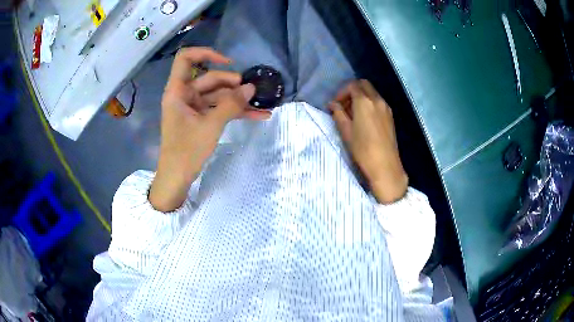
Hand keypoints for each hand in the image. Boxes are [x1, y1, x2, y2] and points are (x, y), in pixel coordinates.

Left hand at [149, 47, 269, 211]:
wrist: (177, 178)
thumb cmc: (187, 150)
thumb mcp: (211, 125)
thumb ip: (231, 104)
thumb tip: (251, 87)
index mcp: (178, 91)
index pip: (186, 59)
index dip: (206, 54)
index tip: (228, 63)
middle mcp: (184, 95)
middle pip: (209, 79)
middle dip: (232, 84)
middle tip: (251, 91)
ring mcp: (193, 107)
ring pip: (217, 95)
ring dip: (238, 100)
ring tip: (261, 105)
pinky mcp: (200, 119)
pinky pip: (219, 109)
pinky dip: (235, 112)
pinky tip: (257, 116)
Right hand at [329, 80, 407, 203]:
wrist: (385, 166)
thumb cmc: (362, 149)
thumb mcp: (346, 131)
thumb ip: (338, 114)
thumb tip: (333, 104)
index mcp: (364, 102)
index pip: (352, 86)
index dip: (341, 92)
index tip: (336, 105)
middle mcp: (377, 100)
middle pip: (364, 85)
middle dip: (352, 91)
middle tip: (344, 105)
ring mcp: (386, 108)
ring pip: (372, 93)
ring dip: (361, 97)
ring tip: (353, 114)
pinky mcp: (390, 116)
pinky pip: (378, 102)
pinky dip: (369, 103)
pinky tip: (364, 119)